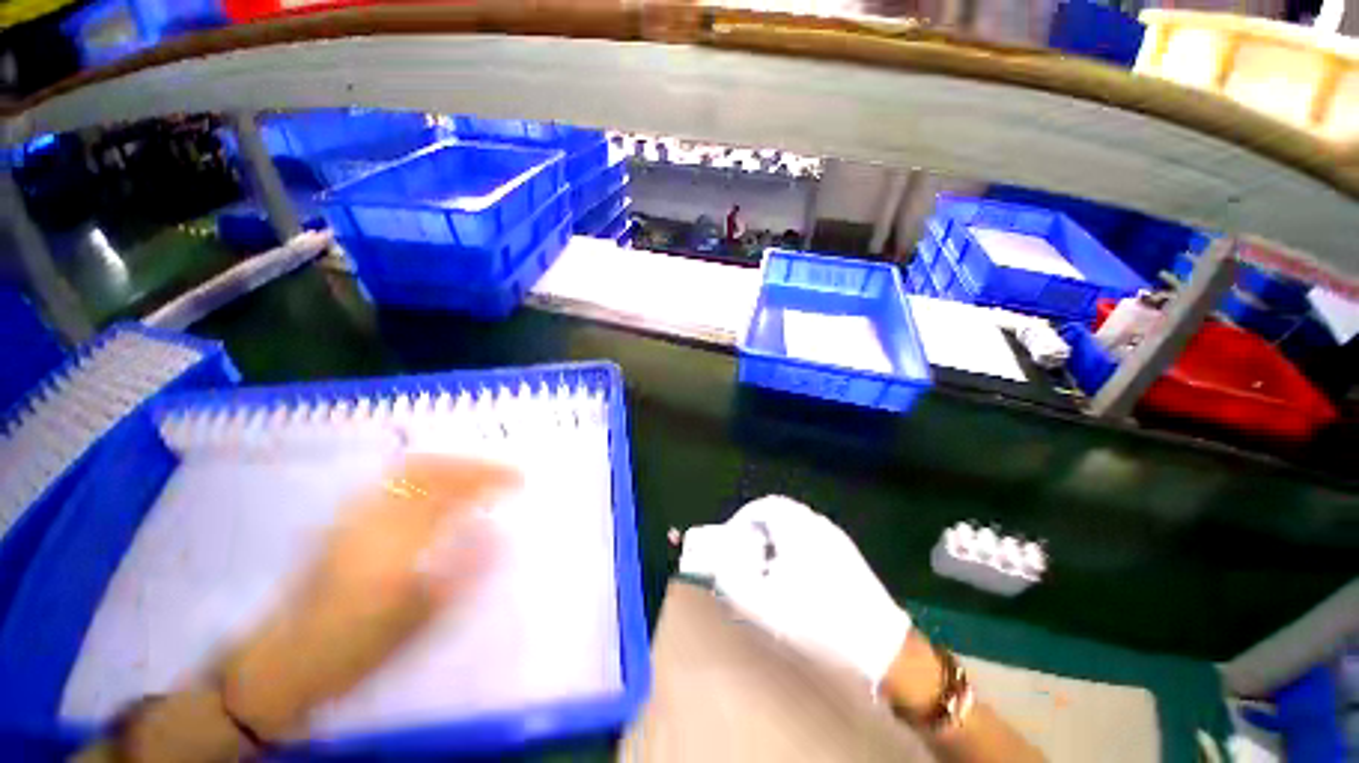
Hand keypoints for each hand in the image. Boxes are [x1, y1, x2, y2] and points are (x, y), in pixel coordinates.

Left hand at [221, 454, 519, 738]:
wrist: (284, 660)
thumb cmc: (355, 649)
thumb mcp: (416, 623)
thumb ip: (461, 574)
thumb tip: (498, 535)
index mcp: (396, 547)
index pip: (454, 495)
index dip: (491, 480)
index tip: (519, 479)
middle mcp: (375, 520)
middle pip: (433, 472)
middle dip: (474, 465)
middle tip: (503, 470)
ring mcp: (355, 515)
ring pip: (411, 470)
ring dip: (452, 462)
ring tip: (477, 470)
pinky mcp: (343, 518)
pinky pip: (391, 480)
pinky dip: (424, 470)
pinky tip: (437, 480)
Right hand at [680, 495, 911, 688]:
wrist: (880, 649)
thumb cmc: (817, 622)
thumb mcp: (764, 607)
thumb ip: (733, 583)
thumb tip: (721, 568)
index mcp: (797, 527)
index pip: (762, 507)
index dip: (741, 521)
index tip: (732, 543)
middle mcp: (817, 524)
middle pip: (778, 514)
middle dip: (757, 532)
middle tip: (747, 557)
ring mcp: (836, 538)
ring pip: (795, 527)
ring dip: (776, 542)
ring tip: (768, 572)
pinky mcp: (848, 556)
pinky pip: (812, 540)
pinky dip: (795, 551)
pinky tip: (796, 581)